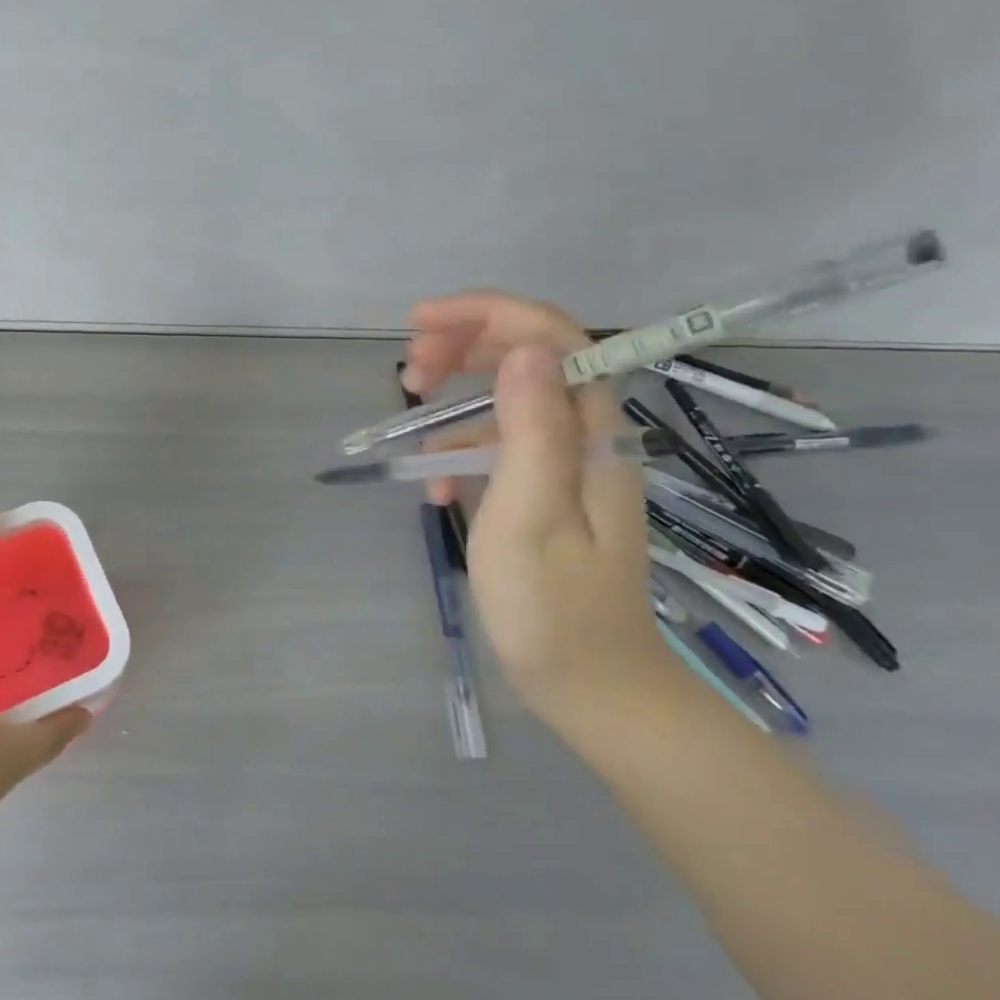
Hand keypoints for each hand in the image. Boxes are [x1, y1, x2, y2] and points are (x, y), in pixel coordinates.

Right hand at [402, 292, 674, 721]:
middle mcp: (584, 434)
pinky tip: (436, 492)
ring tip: (410, 428)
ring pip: (507, 398)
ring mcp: (565, 463)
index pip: (550, 335)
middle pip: (527, 356)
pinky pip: (499, 447)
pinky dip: (460, 455)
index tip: (420, 322)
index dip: (486, 313)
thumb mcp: (531, 514)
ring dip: (454, 401)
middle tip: (408, 372)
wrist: (591, 686)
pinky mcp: (545, 491)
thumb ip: (531, 428)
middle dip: (463, 347)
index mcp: (591, 431)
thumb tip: (524, 349)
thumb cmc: (553, 606)